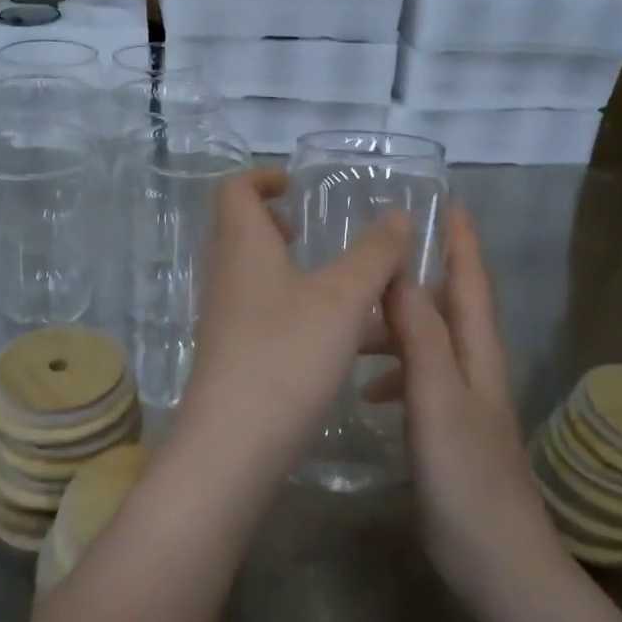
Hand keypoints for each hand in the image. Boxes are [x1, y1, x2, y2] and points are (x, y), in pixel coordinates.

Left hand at [175, 169, 409, 480]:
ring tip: (340, 286)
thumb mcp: (344, 298)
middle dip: (276, 223)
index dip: (262, 178)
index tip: (296, 186)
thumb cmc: (287, 353)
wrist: (234, 443)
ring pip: (255, 275)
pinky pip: (262, 311)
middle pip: (241, 230)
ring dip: (291, 269)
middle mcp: (225, 274)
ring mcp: (224, 316)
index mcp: (243, 245)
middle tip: (312, 232)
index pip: (234, 189)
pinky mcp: (231, 353)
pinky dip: (293, 307)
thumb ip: (374, 254)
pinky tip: (333, 336)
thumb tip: (397, 216)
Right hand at [369, 205, 559, 607]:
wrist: (496, 558)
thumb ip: (420, 336)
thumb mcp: (438, 397)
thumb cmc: (467, 474)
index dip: (462, 241)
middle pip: (449, 306)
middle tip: (375, 258)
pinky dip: (394, 371)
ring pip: (428, 343)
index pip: (472, 282)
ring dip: (396, 326)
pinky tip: (366, 389)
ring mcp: (463, 400)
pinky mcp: (448, 429)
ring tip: (352, 327)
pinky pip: (418, 379)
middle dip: (420, 276)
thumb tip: (400, 275)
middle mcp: (475, 368)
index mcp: (478, 352)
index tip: (449, 202)